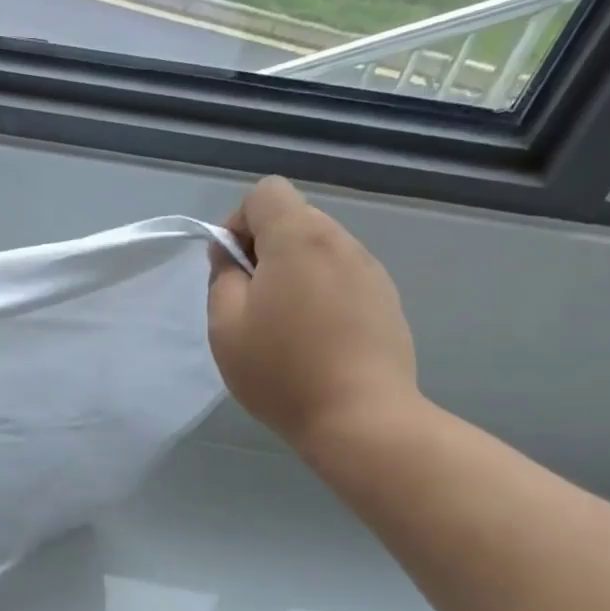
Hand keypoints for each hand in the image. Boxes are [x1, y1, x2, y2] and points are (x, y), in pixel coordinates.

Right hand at [208, 177, 419, 463]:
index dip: (239, 223)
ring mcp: (370, 270)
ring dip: (295, 273)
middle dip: (265, 249)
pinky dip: (322, 293)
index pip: (266, 193)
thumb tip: (231, 254)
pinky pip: (343, 278)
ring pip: (320, 250)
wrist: (360, 417)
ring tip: (285, 327)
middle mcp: (340, 241)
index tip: (231, 269)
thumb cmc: (281, 371)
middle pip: (294, 219)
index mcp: (299, 238)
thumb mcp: (226, 325)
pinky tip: (317, 340)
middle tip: (252, 305)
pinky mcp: (387, 300)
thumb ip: (222, 276)